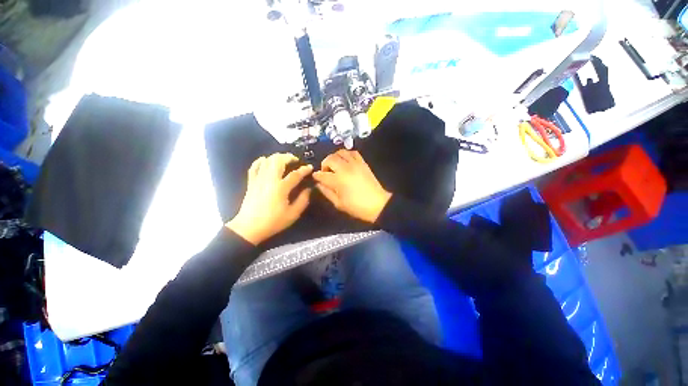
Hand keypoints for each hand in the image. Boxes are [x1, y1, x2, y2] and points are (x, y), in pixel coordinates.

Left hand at [226, 153, 312, 244]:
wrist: (249, 228)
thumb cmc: (273, 222)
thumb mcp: (293, 214)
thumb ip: (303, 200)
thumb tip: (309, 189)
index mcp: (281, 188)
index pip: (295, 174)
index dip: (304, 169)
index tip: (310, 167)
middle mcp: (269, 180)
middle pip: (278, 161)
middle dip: (288, 157)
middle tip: (295, 160)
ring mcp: (258, 179)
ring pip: (267, 161)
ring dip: (277, 157)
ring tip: (284, 160)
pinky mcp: (251, 182)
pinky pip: (254, 167)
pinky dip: (260, 161)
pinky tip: (265, 160)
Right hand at [313, 150, 391, 222]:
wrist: (377, 204)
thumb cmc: (356, 207)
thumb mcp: (338, 203)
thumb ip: (327, 192)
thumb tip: (319, 184)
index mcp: (338, 180)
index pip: (322, 174)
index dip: (317, 176)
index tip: (315, 177)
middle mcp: (345, 168)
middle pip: (330, 159)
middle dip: (324, 164)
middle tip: (326, 172)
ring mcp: (355, 164)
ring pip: (340, 152)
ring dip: (334, 157)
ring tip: (335, 165)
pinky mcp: (363, 163)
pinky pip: (353, 152)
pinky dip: (347, 154)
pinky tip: (345, 161)